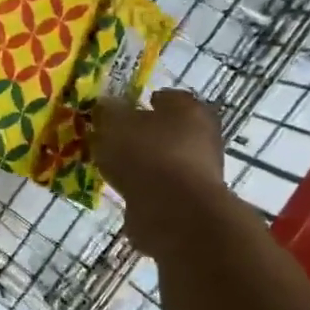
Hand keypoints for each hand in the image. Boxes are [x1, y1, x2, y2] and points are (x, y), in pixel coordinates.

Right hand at [94, 91, 226, 201]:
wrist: (174, 211)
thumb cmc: (146, 154)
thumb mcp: (115, 123)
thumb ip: (108, 112)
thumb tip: (107, 106)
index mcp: (189, 109)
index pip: (166, 98)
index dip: (141, 103)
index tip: (119, 112)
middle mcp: (203, 136)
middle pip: (167, 130)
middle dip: (142, 134)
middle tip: (113, 140)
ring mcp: (200, 171)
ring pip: (164, 159)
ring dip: (143, 163)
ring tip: (113, 168)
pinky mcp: (190, 200)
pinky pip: (161, 187)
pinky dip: (145, 187)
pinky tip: (124, 190)